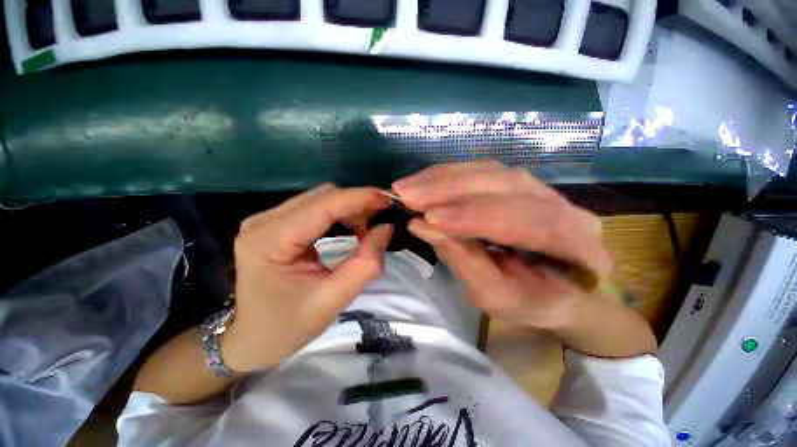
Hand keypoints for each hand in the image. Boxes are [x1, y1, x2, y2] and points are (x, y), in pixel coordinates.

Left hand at [222, 185, 392, 371]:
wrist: (253, 338)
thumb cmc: (289, 326)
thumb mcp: (333, 300)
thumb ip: (365, 263)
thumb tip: (387, 228)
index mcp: (269, 241)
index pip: (322, 206)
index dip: (359, 198)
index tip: (389, 200)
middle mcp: (263, 222)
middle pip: (321, 197)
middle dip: (356, 203)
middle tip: (382, 218)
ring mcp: (266, 220)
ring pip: (319, 199)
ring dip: (349, 208)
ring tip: (369, 226)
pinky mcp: (275, 224)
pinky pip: (314, 208)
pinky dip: (339, 213)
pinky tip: (351, 226)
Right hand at [393, 162, 611, 329]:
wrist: (561, 291)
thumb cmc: (532, 303)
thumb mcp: (495, 296)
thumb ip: (462, 260)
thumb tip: (422, 227)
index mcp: (576, 246)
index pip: (524, 220)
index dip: (473, 217)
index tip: (428, 218)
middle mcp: (566, 207)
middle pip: (504, 184)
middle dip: (450, 189)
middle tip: (406, 194)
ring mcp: (542, 189)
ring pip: (490, 171)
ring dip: (443, 178)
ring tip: (409, 187)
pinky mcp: (518, 184)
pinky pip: (482, 171)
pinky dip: (448, 175)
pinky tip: (425, 181)